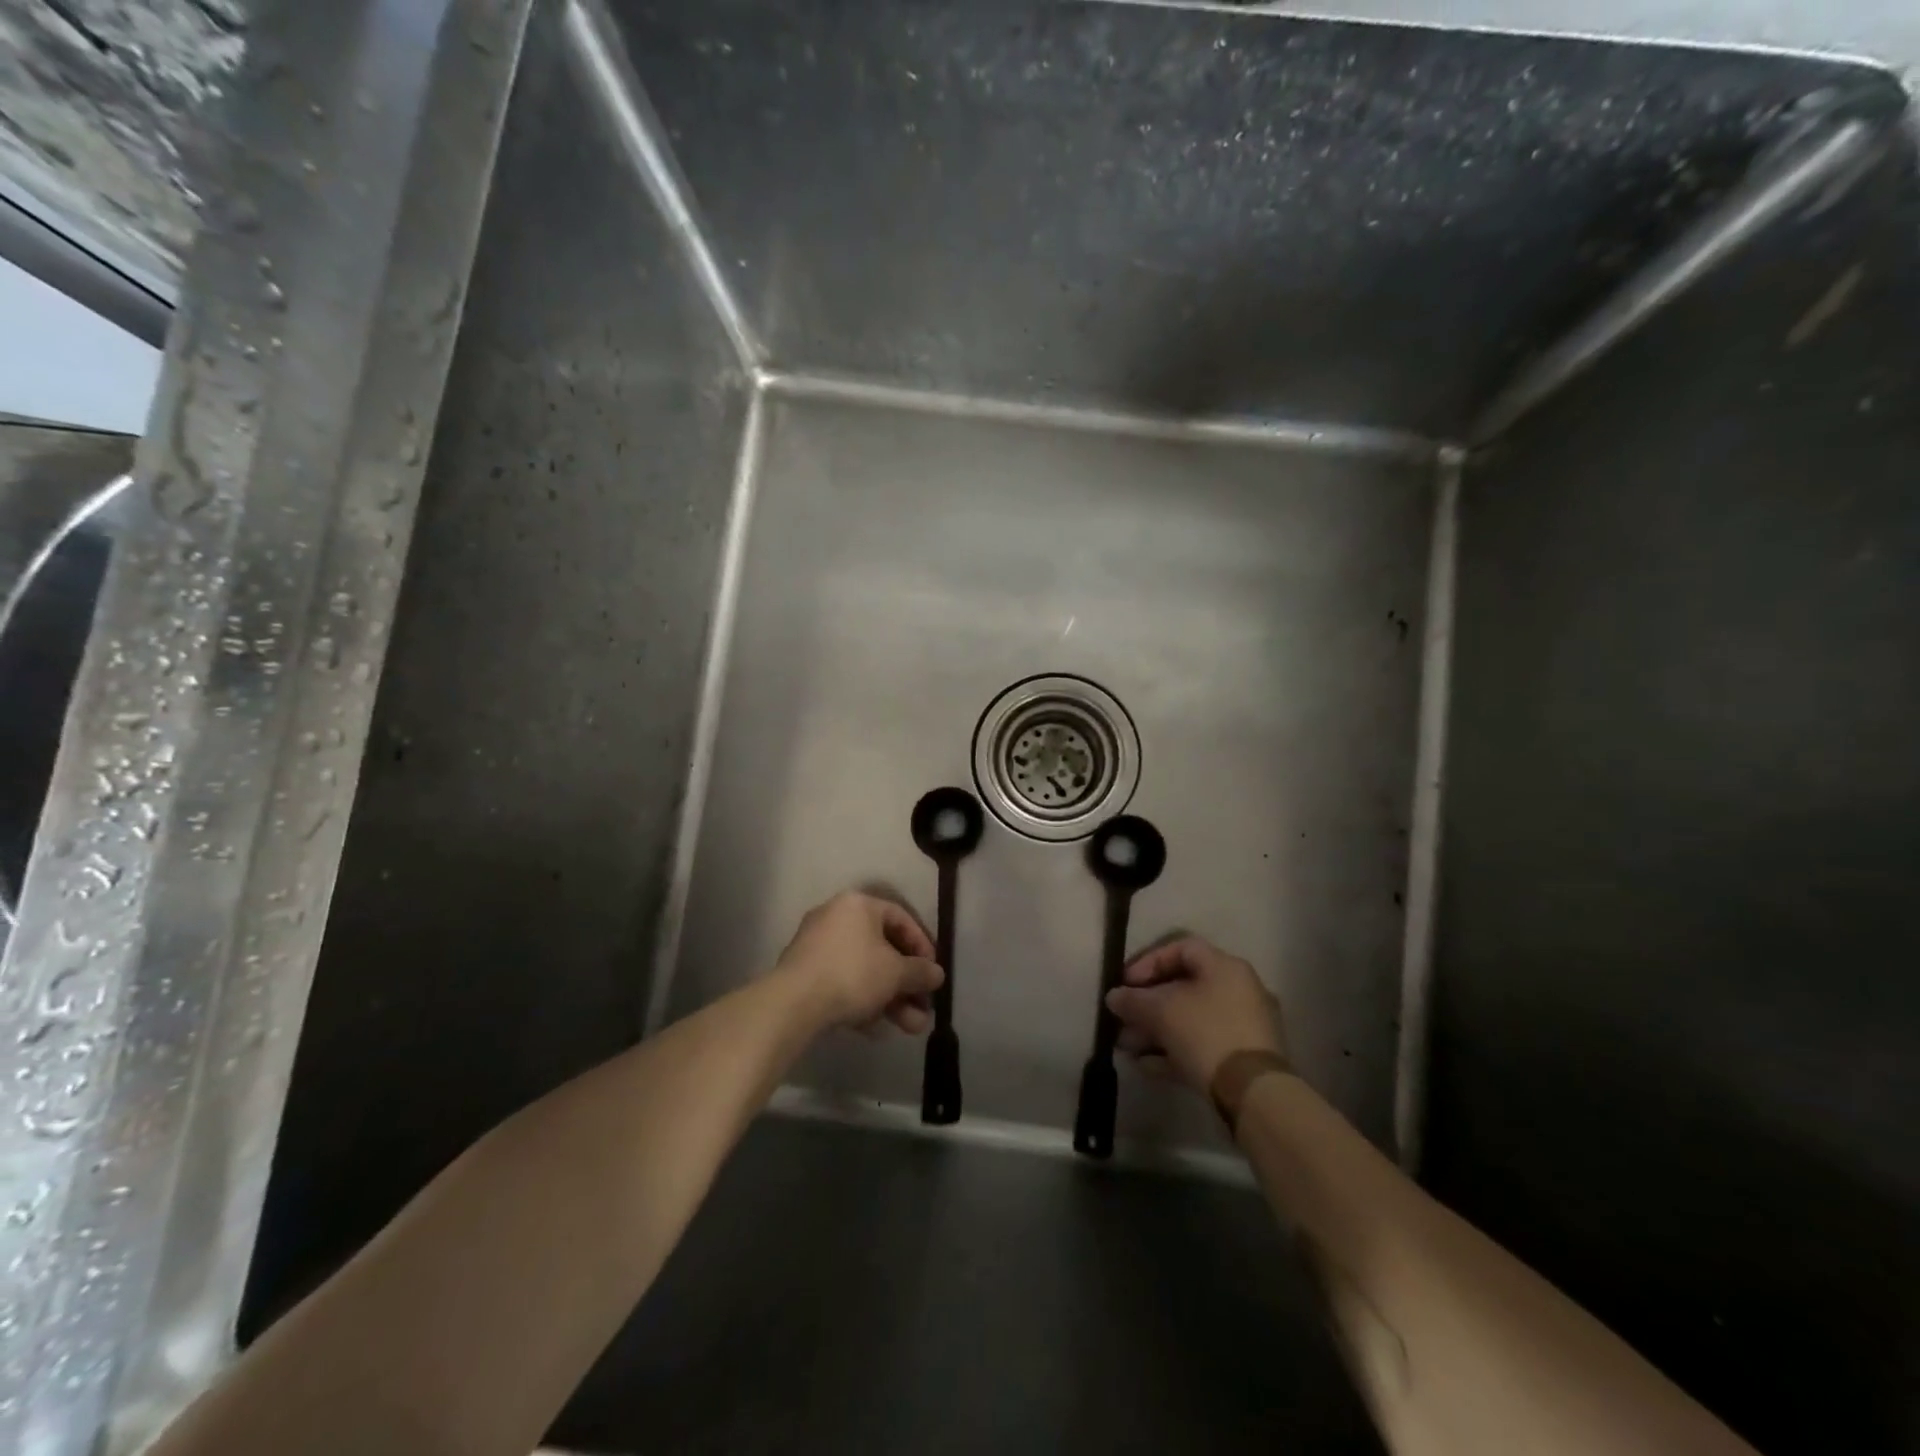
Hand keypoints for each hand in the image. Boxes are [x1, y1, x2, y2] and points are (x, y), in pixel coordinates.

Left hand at [775, 891, 943, 1033]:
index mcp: (858, 905)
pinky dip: (862, 1002)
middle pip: (882, 950)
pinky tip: (877, 1030)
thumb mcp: (896, 972)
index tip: (933, 972)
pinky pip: (842, 983)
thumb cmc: (853, 973)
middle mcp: (836, 918)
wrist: (793, 1003)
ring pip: (863, 971)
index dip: (922, 945)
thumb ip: (921, 972)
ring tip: (911, 1028)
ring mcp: (816, 946)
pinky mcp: (804, 974)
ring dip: (890, 999)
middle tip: (924, 1009)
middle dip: (907, 984)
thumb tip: (937, 974)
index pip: (901, 918)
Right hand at [1105, 937, 1288, 1093]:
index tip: (1126, 984)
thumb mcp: (1161, 1011)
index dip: (1148, 962)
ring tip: (1127, 1047)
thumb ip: (1132, 1000)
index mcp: (1224, 967)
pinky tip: (1146, 1066)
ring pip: (1190, 1019)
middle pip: (1183, 988)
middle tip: (1122, 1019)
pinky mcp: (1242, 1058)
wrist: (1253, 1092)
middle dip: (1146, 1004)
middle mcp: (1238, 990)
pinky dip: (1174, 1050)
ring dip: (1155, 1031)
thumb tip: (1113, 997)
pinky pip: (1202, 1045)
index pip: (1181, 948)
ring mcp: (1243, 1026)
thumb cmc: (1205, 1033)